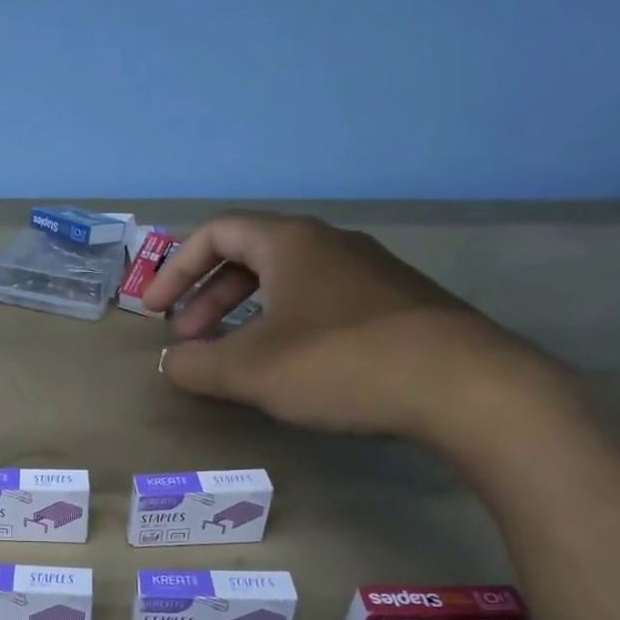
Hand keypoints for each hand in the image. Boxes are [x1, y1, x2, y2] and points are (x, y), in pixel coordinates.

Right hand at [142, 211, 555, 446]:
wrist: (466, 387)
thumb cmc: (341, 363)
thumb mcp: (250, 370)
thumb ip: (197, 366)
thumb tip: (171, 363)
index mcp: (290, 242)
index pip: (216, 232)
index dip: (175, 269)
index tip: (154, 312)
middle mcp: (329, 245)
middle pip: (249, 256)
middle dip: (207, 297)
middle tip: (188, 340)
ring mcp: (368, 273)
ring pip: (286, 282)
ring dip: (245, 314)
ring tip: (231, 358)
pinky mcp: (395, 305)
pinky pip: (319, 302)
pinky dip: (284, 325)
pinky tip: (288, 367)